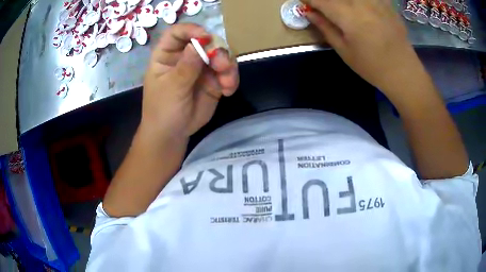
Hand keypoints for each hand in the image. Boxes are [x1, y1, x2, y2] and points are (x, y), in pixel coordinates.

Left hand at [142, 24, 238, 140]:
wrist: (172, 134)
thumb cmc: (162, 110)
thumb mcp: (172, 88)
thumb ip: (186, 66)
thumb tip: (199, 43)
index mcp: (167, 55)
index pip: (177, 33)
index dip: (191, 30)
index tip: (205, 37)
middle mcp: (185, 57)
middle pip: (205, 42)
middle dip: (217, 51)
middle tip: (222, 66)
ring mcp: (201, 68)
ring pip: (220, 56)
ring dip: (228, 66)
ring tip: (227, 83)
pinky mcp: (213, 80)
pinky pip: (227, 73)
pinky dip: (231, 79)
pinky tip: (228, 91)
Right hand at [303, 0, 424, 92]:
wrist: (403, 72)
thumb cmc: (372, 66)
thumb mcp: (344, 51)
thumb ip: (325, 27)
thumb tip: (308, 12)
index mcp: (348, 16)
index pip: (320, 0)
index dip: (309, 0)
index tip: (304, 3)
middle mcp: (361, 3)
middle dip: (325, 0)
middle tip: (324, 8)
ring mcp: (375, 1)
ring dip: (342, 2)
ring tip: (342, 9)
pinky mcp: (386, 3)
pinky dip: (360, 3)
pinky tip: (361, 8)